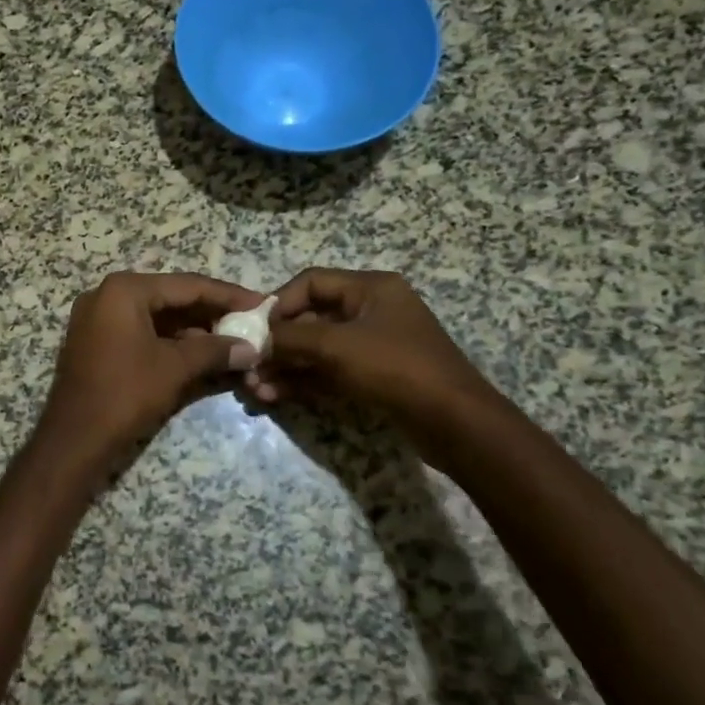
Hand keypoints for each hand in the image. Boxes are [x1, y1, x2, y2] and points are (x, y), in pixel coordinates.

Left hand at [36, 272, 262, 467]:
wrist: (73, 438)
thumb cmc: (125, 393)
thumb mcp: (174, 368)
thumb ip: (215, 350)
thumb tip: (252, 347)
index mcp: (125, 289)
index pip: (187, 285)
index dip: (228, 295)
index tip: (261, 304)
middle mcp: (107, 293)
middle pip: (171, 296)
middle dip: (211, 312)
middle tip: (250, 322)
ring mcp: (97, 317)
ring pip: (156, 315)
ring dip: (192, 328)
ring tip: (231, 340)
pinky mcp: (95, 340)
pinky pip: (140, 330)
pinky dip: (169, 340)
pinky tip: (200, 352)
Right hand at [245, 268, 498, 455]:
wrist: (454, 423)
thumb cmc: (395, 367)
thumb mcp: (337, 346)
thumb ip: (291, 338)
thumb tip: (257, 341)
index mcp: (370, 288)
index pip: (311, 282)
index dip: (280, 302)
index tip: (255, 329)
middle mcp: (371, 311)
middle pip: (311, 318)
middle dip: (278, 343)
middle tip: (250, 366)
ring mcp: (373, 346)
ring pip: (317, 349)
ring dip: (285, 367)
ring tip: (256, 389)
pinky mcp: (373, 377)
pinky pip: (329, 372)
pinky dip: (303, 382)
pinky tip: (275, 396)